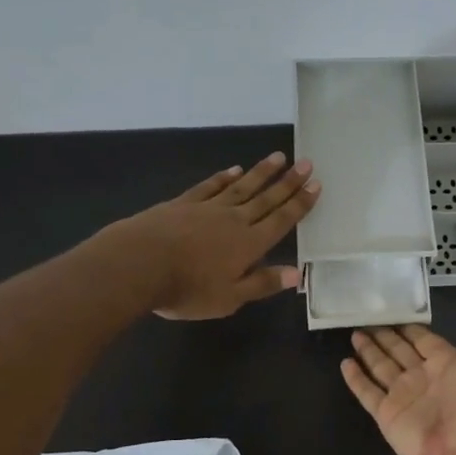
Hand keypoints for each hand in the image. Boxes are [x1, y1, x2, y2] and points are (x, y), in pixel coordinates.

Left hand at [110, 153, 319, 319]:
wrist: (140, 263)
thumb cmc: (188, 288)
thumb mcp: (230, 297)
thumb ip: (262, 283)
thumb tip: (296, 274)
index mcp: (250, 244)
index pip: (282, 220)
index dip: (300, 203)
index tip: (315, 184)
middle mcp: (234, 220)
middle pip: (266, 198)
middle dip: (288, 182)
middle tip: (306, 162)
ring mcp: (208, 208)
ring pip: (242, 186)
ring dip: (261, 172)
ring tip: (279, 157)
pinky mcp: (183, 203)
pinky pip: (210, 186)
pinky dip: (224, 177)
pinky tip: (233, 170)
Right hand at [340, 303, 455, 454]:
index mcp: (447, 363)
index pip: (423, 339)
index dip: (409, 327)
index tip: (393, 308)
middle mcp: (423, 377)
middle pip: (399, 351)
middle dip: (384, 336)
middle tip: (364, 317)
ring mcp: (403, 397)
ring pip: (381, 367)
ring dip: (368, 352)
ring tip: (353, 333)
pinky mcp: (386, 415)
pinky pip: (367, 393)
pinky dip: (355, 379)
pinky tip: (344, 363)